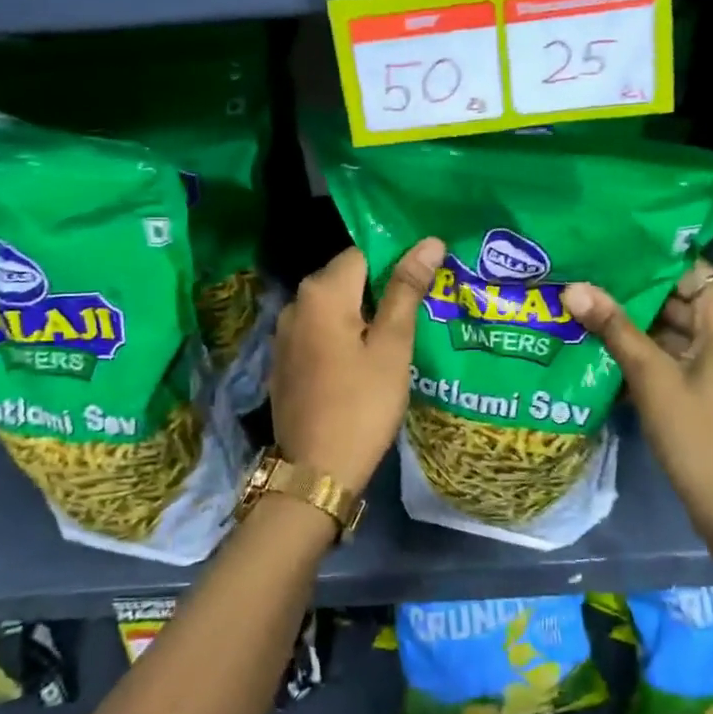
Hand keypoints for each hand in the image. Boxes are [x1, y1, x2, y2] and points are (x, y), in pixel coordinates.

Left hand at [269, 238, 444, 491]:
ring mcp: (283, 334)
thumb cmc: (363, 405)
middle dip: (379, 290)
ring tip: (394, 338)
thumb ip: (407, 289)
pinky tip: (362, 361)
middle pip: (345, 278)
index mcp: (322, 293)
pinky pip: (318, 331)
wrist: (316, 471)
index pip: (363, 253)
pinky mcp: (283, 360)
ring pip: (332, 307)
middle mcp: (295, 303)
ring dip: (361, 315)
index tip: (422, 288)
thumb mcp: (392, 346)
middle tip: (416, 314)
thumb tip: (430, 241)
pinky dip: (341, 336)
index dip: (395, 264)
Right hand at [563, 263, 712, 543]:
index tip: (599, 261)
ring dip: (639, 325)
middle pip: (681, 296)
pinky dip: (655, 350)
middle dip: (633, 296)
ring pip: (680, 325)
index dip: (642, 264)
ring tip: (587, 313)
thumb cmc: (697, 435)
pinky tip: (610, 350)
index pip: (685, 269)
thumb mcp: (650, 377)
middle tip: (583, 287)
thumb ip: (613, 327)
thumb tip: (573, 286)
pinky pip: (686, 350)